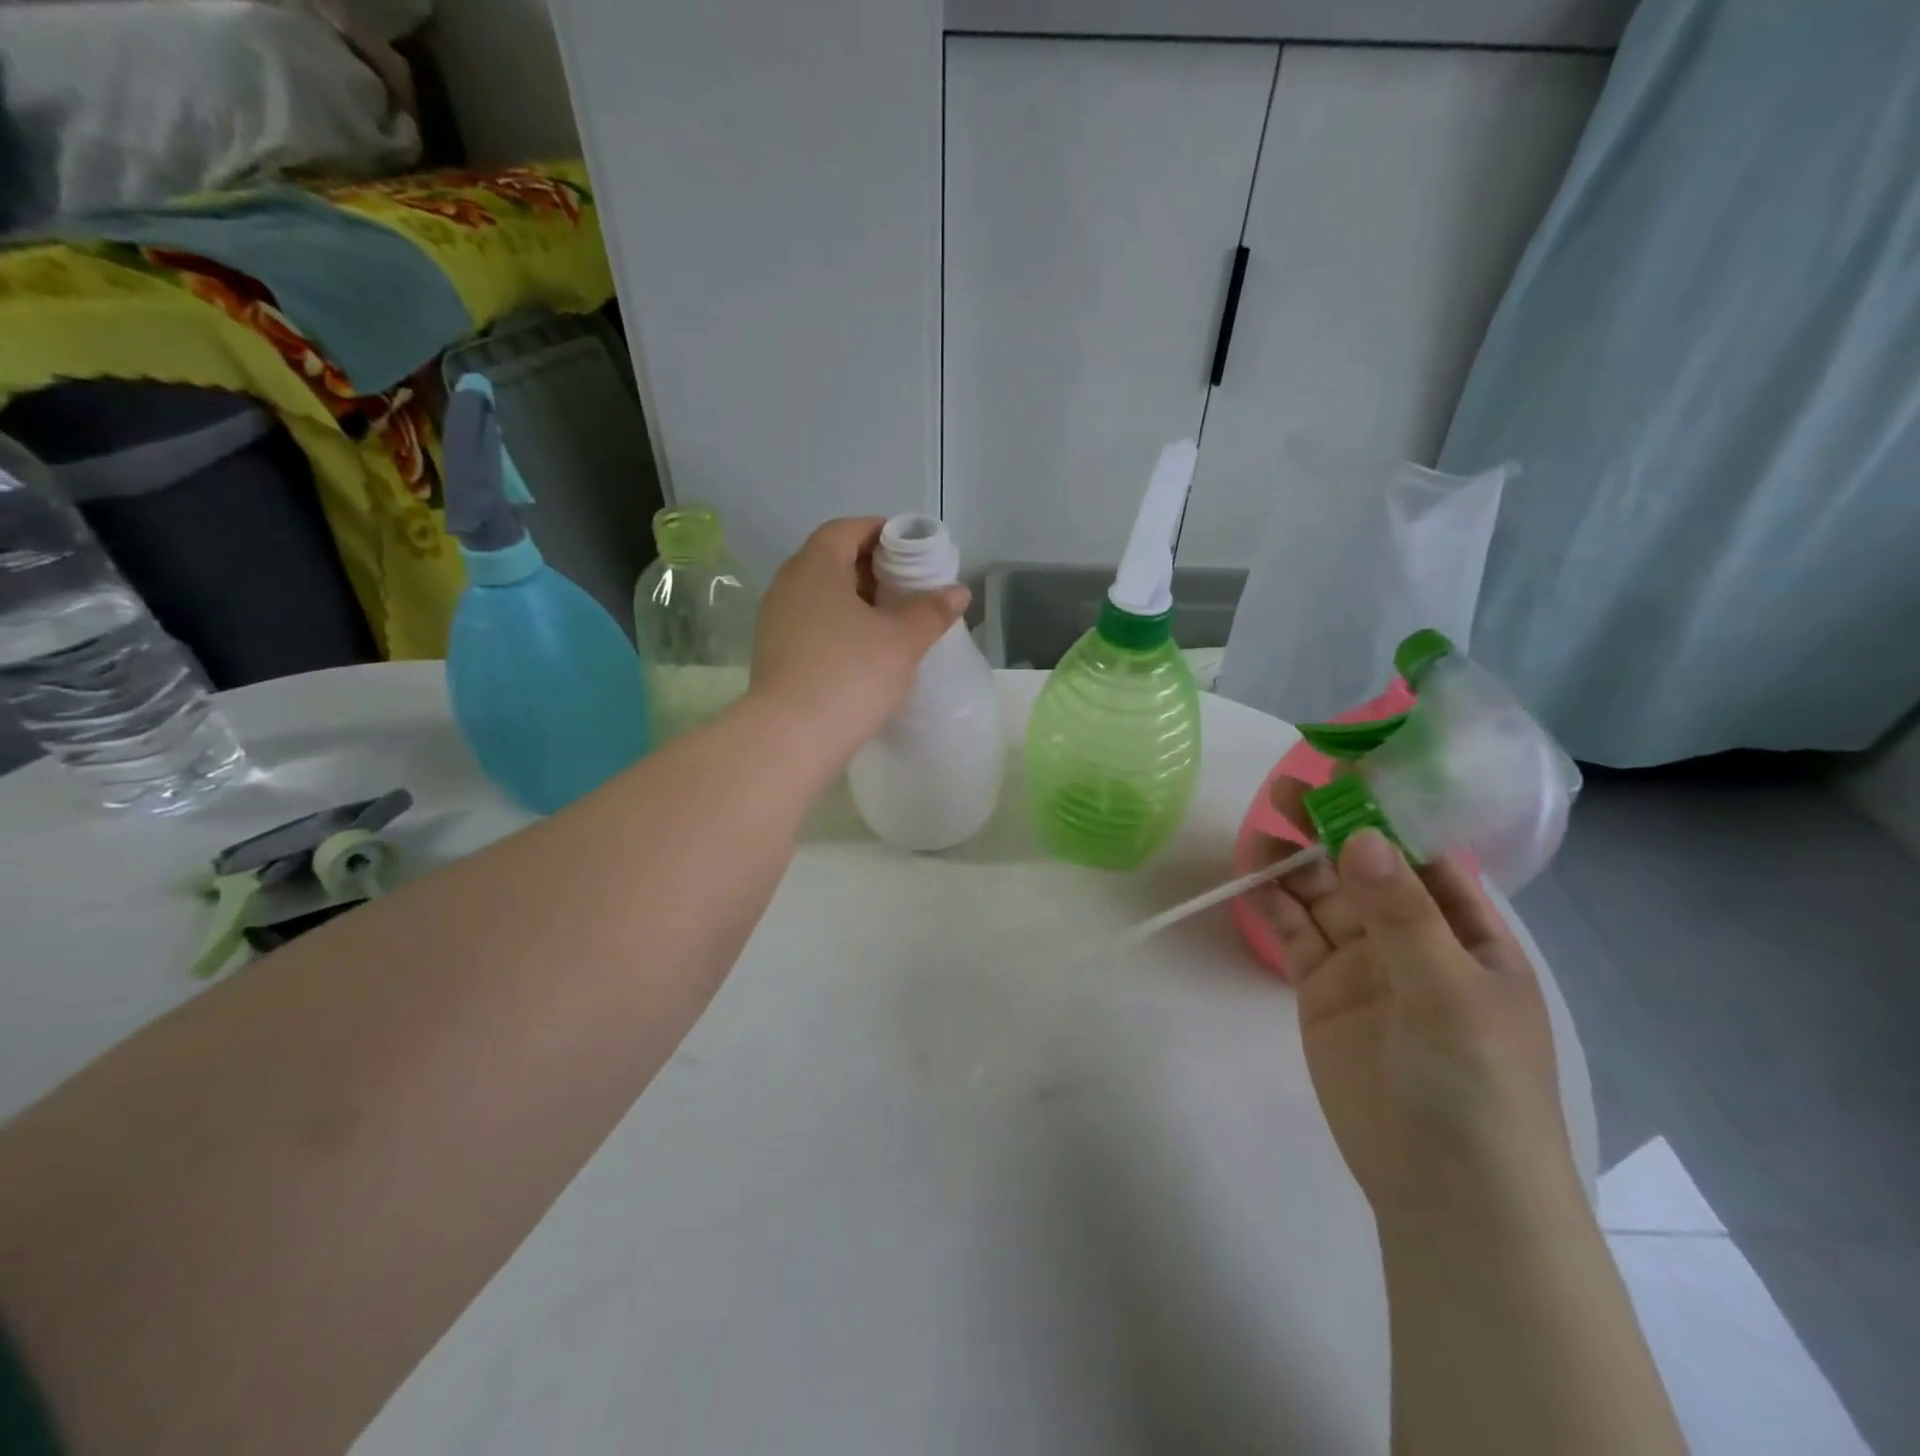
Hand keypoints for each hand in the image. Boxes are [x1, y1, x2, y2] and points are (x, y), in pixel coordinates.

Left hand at [749, 518, 969, 764]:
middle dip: (870, 567)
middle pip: (831, 560)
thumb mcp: (902, 641)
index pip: (846, 529)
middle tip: (906, 585)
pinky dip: (838, 625)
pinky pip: (810, 623)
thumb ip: (931, 611)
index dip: (879, 531)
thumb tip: (957, 591)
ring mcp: (775, 621)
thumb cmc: (851, 674)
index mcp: (815, 567)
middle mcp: (788, 585)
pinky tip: (863, 650)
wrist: (791, 737)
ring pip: (819, 595)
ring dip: (854, 599)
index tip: (909, 547)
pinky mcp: (773, 653)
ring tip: (890, 620)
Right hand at [1256, 779, 1582, 1224]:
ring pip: (1323, 894)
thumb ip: (1402, 915)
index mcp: (1466, 930)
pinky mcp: (1321, 988)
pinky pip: (1294, 933)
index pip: (1424, 853)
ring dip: (1294, 861)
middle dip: (1330, 827)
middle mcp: (1413, 936)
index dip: (1387, 810)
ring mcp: (1364, 962)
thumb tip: (1361, 835)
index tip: (1346, 770)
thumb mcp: (1449, 995)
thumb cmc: (1478, 1087)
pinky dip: (1273, 904)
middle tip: (1286, 790)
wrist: (1445, 1193)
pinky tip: (1250, 877)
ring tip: (1260, 826)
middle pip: (1364, 866)